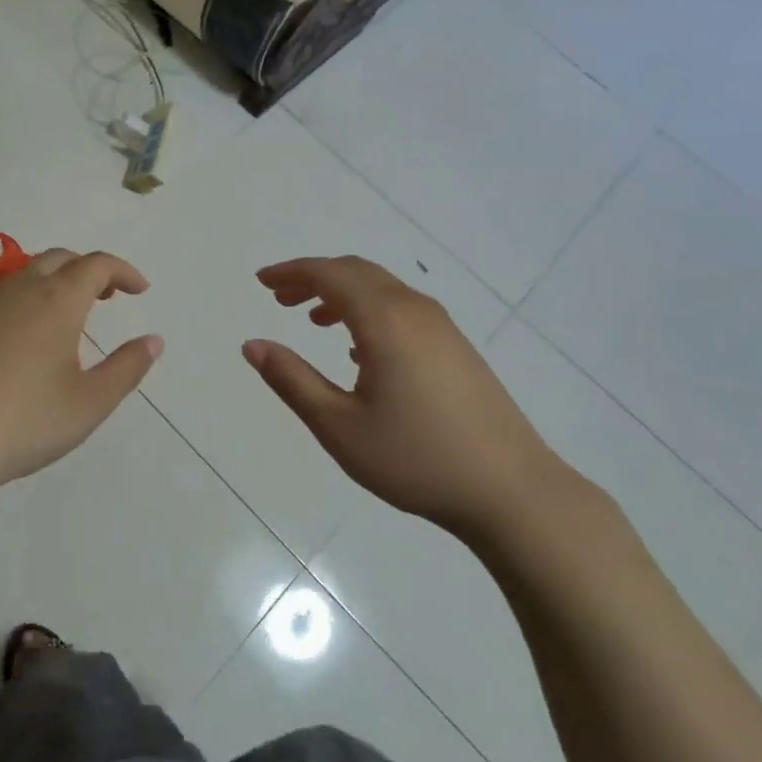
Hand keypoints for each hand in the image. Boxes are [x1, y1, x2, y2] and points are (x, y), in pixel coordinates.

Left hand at [0, 249, 161, 500]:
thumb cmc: (24, 422)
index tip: (140, 290)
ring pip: (24, 275)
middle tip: (107, 295)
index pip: (97, 264)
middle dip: (89, 270)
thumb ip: (127, 367)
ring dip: (54, 282)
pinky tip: (20, 342)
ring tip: (66, 317)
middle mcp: (19, 290)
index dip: (123, 271)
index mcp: (57, 300)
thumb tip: (154, 340)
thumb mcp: (90, 402)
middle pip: (60, 259)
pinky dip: (23, 302)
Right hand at [243, 257, 562, 543]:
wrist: (509, 489)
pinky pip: (403, 308)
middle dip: (314, 278)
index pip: (330, 274)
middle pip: (356, 272)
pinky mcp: (457, 346)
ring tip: (312, 319)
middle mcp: (414, 310)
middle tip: (280, 297)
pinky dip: (370, 310)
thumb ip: (292, 380)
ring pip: (382, 289)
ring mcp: (441, 326)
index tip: (262, 281)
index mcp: (384, 320)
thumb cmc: (415, 459)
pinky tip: (359, 350)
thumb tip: (252, 345)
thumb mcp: (339, 426)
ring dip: (343, 293)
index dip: (292, 272)